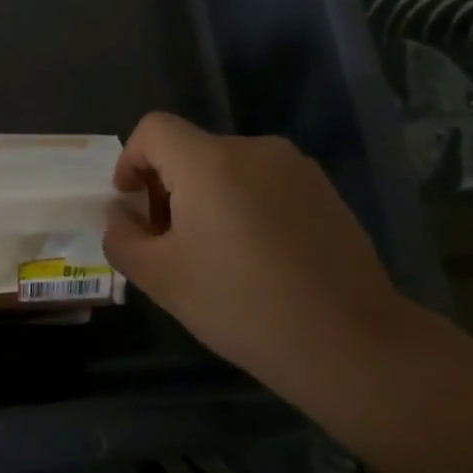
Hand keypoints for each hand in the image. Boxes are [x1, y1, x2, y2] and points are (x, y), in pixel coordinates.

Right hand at [101, 113, 408, 385]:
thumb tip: (121, 215)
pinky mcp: (324, 191)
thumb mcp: (160, 278)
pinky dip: (243, 205)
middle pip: (190, 150)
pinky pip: (264, 183)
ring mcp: (296, 168)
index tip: (132, 206)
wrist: (350, 343)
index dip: (130, 160)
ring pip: (228, 167)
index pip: (154, 129)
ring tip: (214, 254)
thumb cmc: (242, 305)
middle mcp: (254, 149)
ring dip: (206, 198)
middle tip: (168, 243)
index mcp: (210, 162)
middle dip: (167, 187)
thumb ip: (122, 238)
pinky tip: (257, 257)